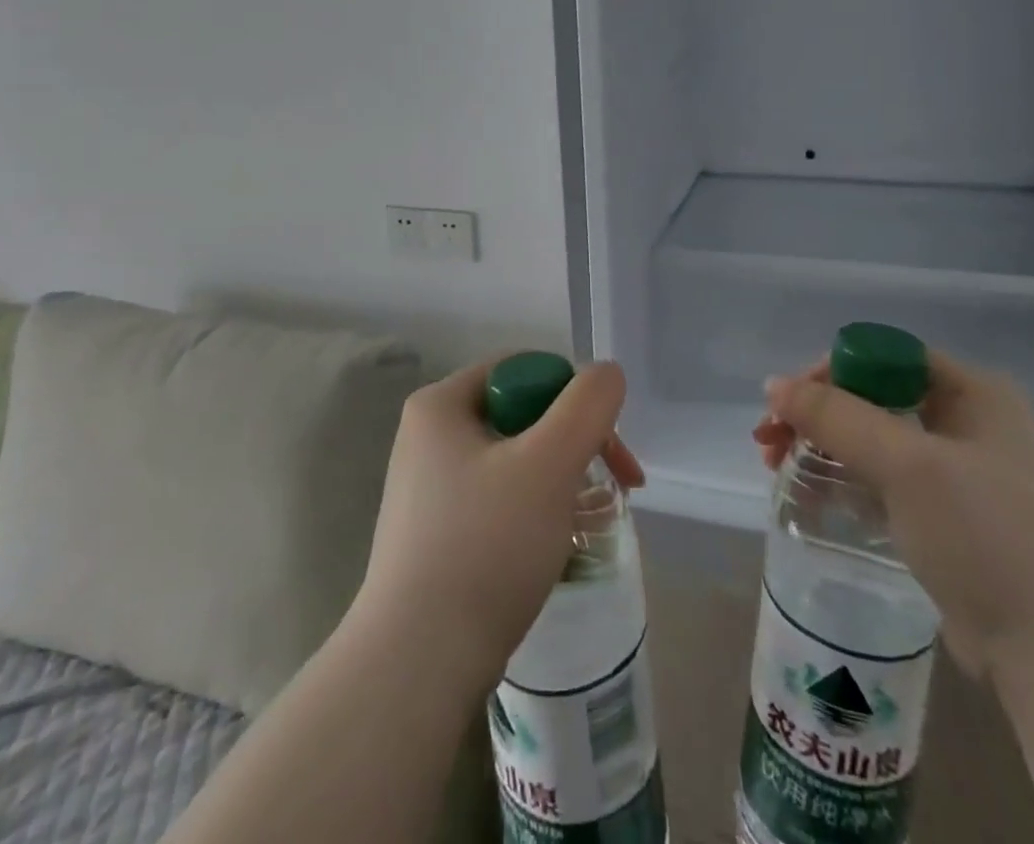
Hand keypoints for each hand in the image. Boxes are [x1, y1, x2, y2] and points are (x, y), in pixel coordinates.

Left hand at [353, 358, 642, 694]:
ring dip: (560, 482)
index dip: (573, 398)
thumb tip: (606, 373)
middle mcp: (428, 436)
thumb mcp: (549, 464)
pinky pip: (498, 500)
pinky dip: (534, 513)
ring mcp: (428, 487)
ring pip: (515, 462)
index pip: (523, 370)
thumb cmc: (486, 546)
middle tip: (616, 489)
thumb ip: (587, 406)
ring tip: (588, 524)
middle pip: (522, 416)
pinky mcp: (435, 534)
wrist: (418, 663)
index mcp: (442, 404)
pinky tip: (554, 550)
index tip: (607, 449)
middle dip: (574, 446)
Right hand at [754, 351, 1033, 677]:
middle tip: (769, 440)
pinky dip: (842, 482)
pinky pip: (880, 481)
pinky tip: (809, 499)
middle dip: (815, 415)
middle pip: (871, 397)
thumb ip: (836, 417)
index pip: (884, 357)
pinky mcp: (945, 518)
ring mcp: (957, 472)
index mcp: (973, 392)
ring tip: (776, 469)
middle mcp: (967, 422)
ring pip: (871, 440)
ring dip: (821, 447)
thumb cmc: (987, 534)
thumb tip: (773, 385)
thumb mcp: (907, 464)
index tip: (787, 403)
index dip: (829, 372)